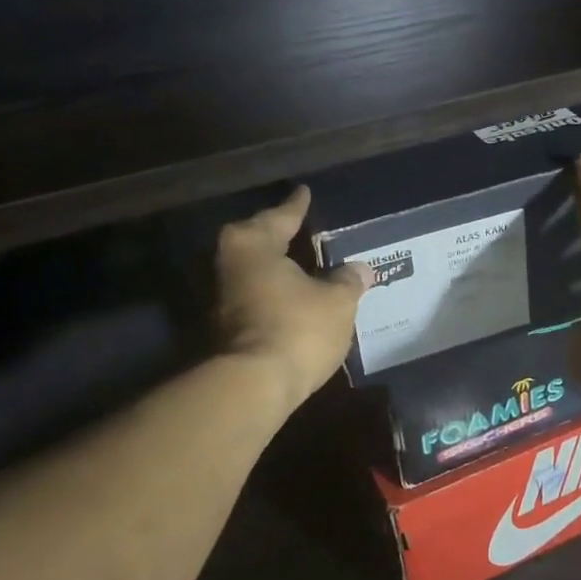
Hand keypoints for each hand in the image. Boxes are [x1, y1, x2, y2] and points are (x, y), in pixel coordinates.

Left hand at [214, 187, 372, 412]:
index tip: (304, 192)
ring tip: (304, 264)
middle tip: (302, 227)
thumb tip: (359, 269)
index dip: (297, 206)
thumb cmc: (297, 328)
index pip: (281, 216)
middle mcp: (229, 264)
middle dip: (280, 235)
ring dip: (277, 269)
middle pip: (259, 241)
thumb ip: (348, 281)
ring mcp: (221, 299)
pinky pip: (256, 297)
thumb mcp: (337, 301)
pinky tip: (295, 297)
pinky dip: (274, 293)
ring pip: (255, 272)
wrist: (252, 387)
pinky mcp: (224, 329)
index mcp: (253, 244)